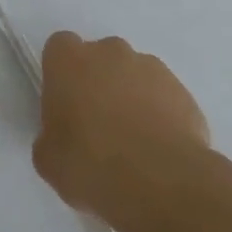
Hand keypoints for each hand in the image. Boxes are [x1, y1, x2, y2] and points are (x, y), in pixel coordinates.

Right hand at [32, 32, 211, 221]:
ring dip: (130, 96)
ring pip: (134, 74)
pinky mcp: (183, 92)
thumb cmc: (91, 164)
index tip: (63, 102)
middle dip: (98, 81)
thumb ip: (50, 137)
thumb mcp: (48, 159)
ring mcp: (151, 68)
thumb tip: (61, 139)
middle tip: (96, 123)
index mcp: (69, 61)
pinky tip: (157, 148)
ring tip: (132, 140)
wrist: (162, 183)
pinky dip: (159, 113)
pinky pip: (163, 96)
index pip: (59, 47)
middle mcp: (110, 53)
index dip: (61, 73)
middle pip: (100, 57)